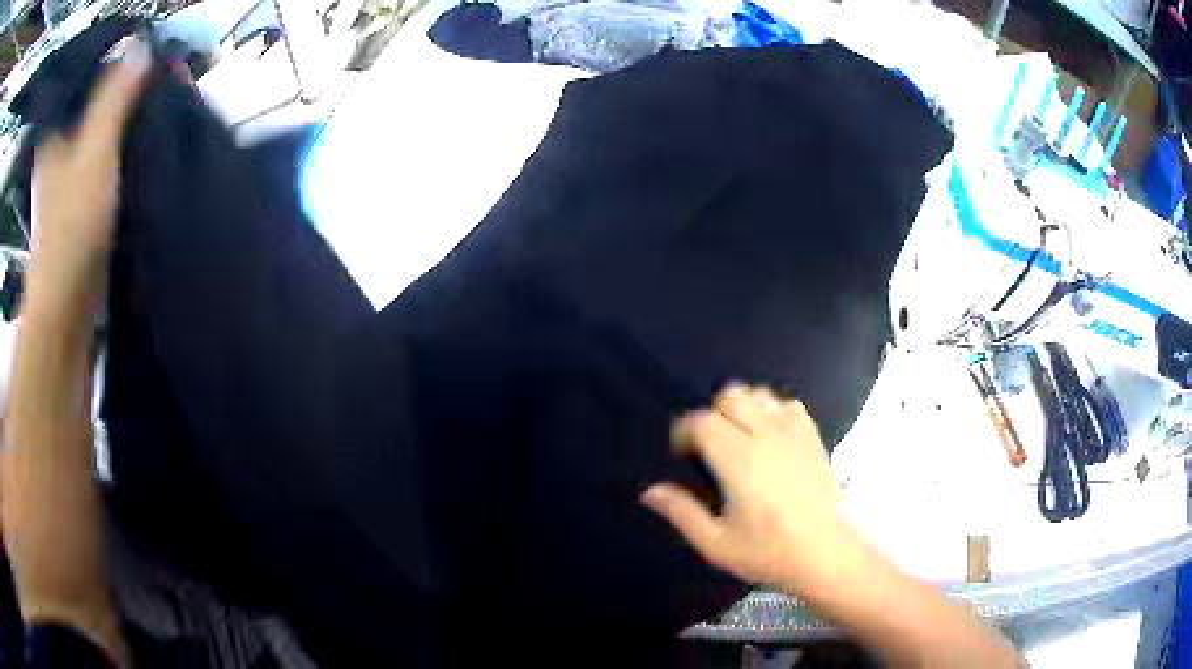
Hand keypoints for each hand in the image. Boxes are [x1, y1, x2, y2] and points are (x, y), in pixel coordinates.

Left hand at [28, 46, 147, 315]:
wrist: (69, 311)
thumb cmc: (71, 227)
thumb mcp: (94, 150)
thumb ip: (115, 98)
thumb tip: (143, 47)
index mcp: (54, 139)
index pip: (84, 87)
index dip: (112, 68)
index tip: (143, 59)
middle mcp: (58, 158)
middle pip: (93, 113)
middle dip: (123, 97)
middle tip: (158, 81)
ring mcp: (69, 188)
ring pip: (101, 142)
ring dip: (126, 128)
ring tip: (158, 109)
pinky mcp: (84, 213)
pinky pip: (107, 170)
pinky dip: (124, 159)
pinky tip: (145, 150)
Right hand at [641, 384, 845, 587]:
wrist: (825, 555)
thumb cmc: (768, 553)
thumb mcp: (716, 544)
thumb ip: (682, 513)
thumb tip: (649, 492)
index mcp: (740, 462)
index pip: (703, 422)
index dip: (685, 431)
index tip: (681, 453)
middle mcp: (767, 437)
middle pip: (731, 396)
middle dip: (712, 415)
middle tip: (710, 448)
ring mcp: (795, 434)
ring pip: (760, 394)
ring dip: (742, 409)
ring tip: (739, 439)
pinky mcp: (814, 437)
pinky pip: (788, 405)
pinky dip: (773, 412)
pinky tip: (770, 439)